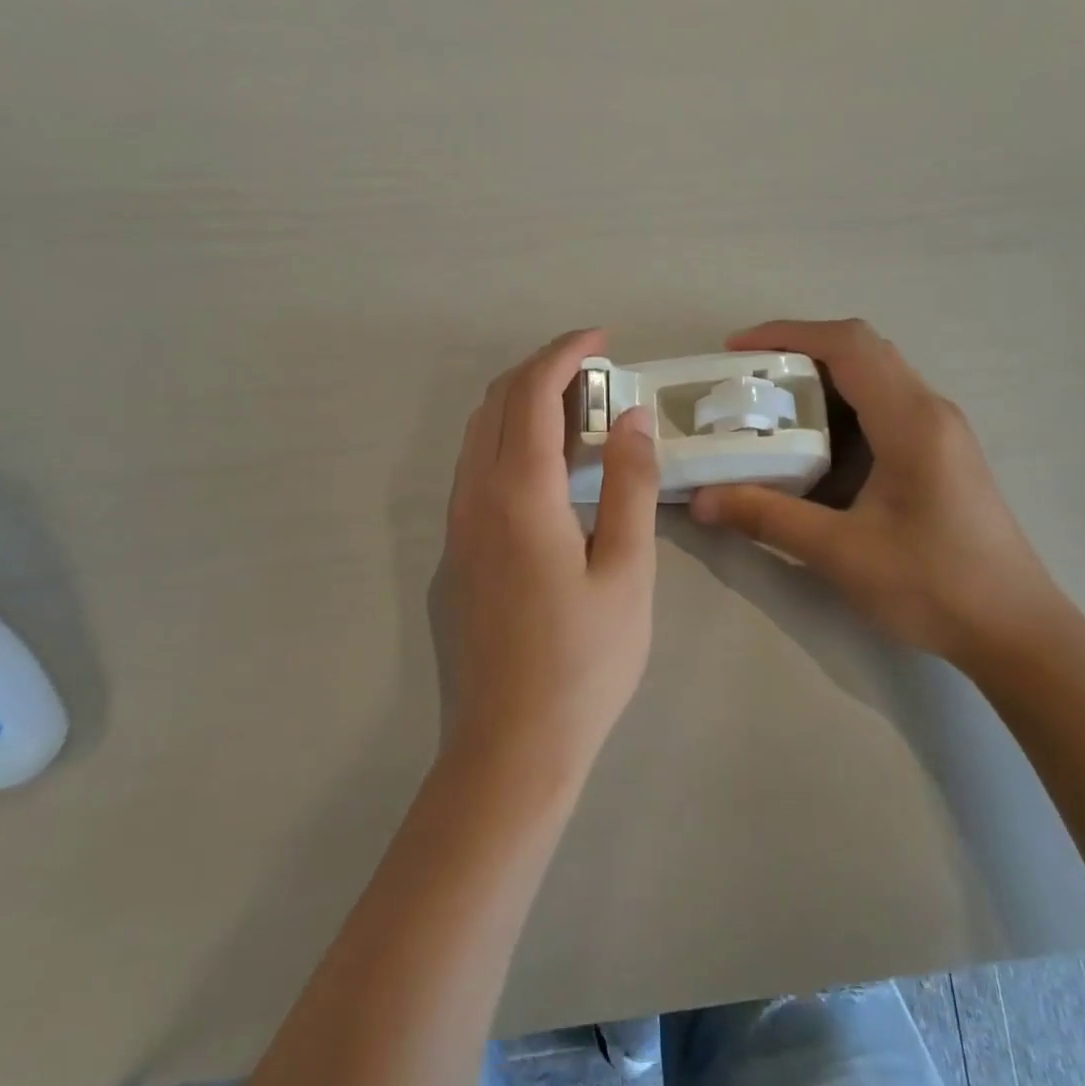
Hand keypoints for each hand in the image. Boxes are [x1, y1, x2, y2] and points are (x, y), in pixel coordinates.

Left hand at [436, 330, 659, 771]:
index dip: (565, 353)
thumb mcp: (626, 571)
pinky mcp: (453, 558)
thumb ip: (628, 486)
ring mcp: (455, 529)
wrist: (511, 747)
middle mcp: (473, 499)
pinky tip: (548, 478)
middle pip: (495, 404)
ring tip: (578, 420)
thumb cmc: (584, 663)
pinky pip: (475, 474)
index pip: (532, 393)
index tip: (601, 339)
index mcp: (518, 494)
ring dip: (522, 409)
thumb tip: (631, 418)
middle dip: (541, 371)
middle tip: (596, 377)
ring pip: (477, 438)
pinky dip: (509, 447)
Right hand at [690, 319, 1067, 669]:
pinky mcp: (940, 455)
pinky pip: (885, 409)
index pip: (848, 346)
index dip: (787, 334)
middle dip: (799, 353)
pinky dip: (841, 411)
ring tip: (769, 409)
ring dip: (821, 382)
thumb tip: (700, 500)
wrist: (1014, 629)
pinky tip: (812, 448)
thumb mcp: (840, 552)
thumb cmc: (933, 585)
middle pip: (862, 351)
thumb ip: (767, 518)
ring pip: (875, 378)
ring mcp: (941, 432)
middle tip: (747, 381)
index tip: (736, 350)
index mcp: (911, 420)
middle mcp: (931, 411)